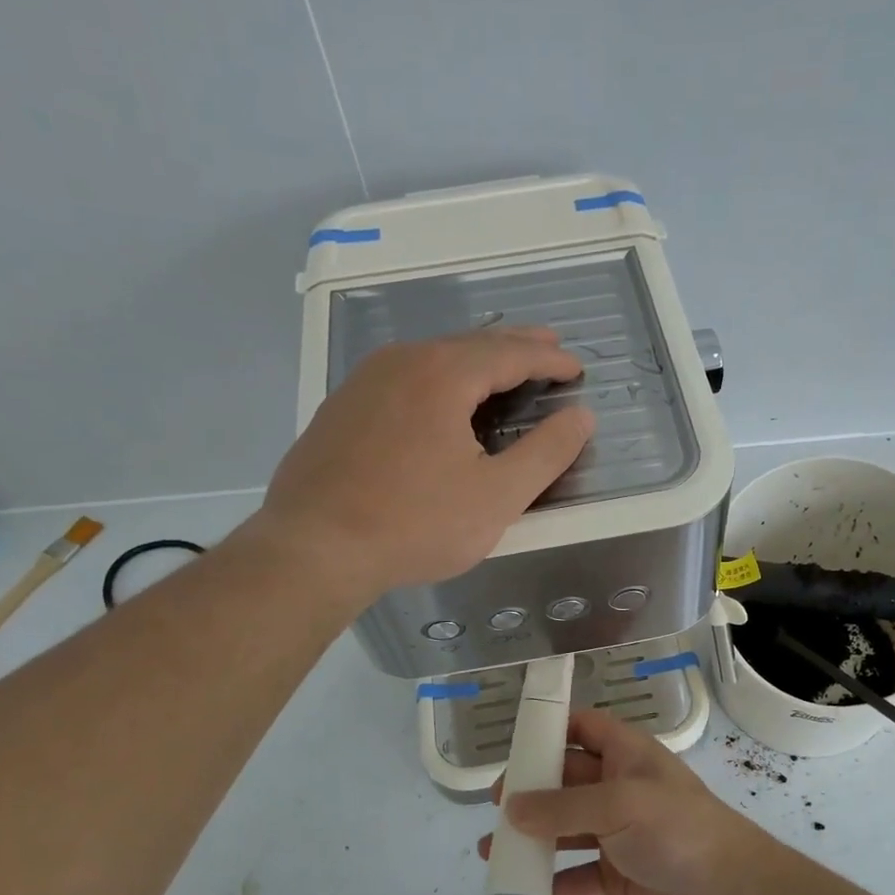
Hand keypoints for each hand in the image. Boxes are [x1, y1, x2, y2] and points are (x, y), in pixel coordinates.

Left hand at [258, 328, 593, 601]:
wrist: (312, 549)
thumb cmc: (415, 524)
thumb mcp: (497, 496)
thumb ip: (546, 452)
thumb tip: (582, 416)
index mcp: (442, 374)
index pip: (511, 353)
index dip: (550, 359)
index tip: (577, 369)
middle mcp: (401, 362)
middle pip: (471, 344)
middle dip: (516, 346)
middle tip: (549, 346)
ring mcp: (364, 382)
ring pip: (434, 357)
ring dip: (476, 360)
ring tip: (503, 367)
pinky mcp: (342, 408)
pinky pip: (405, 377)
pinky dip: (440, 378)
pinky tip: (442, 399)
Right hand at [478, 710, 783, 894]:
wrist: (730, 893)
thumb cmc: (676, 829)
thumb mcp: (619, 805)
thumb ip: (563, 807)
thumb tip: (510, 808)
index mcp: (626, 755)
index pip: (583, 728)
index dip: (550, 730)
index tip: (513, 745)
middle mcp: (619, 788)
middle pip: (565, 781)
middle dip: (530, 792)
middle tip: (494, 807)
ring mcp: (619, 833)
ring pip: (566, 830)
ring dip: (533, 839)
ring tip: (491, 851)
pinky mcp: (619, 875)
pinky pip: (577, 875)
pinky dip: (553, 884)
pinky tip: (524, 894)